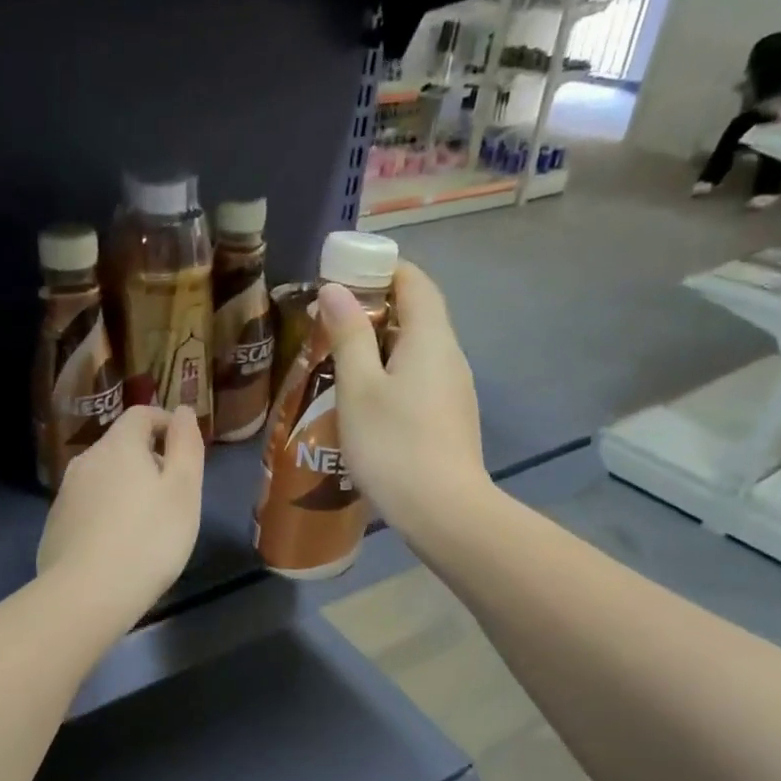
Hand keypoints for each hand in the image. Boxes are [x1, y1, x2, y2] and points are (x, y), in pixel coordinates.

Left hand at [37, 405, 203, 628]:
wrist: (87, 594)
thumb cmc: (149, 539)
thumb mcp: (184, 491)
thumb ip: (186, 445)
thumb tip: (183, 411)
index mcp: (118, 446)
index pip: (141, 414)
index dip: (166, 423)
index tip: (185, 449)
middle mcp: (85, 460)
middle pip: (121, 446)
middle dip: (148, 460)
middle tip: (173, 495)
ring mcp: (65, 493)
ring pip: (103, 477)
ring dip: (126, 488)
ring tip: (147, 524)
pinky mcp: (55, 525)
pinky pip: (87, 506)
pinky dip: (106, 513)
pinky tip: (118, 545)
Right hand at [318, 262, 486, 538]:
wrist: (443, 511)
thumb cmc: (394, 444)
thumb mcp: (359, 387)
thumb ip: (348, 334)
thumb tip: (335, 289)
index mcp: (430, 338)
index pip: (415, 281)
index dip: (380, 269)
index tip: (341, 276)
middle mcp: (449, 356)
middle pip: (416, 313)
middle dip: (372, 308)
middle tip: (327, 322)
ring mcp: (453, 389)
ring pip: (415, 350)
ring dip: (378, 345)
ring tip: (336, 361)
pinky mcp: (448, 417)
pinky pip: (417, 378)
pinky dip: (389, 374)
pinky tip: (362, 400)